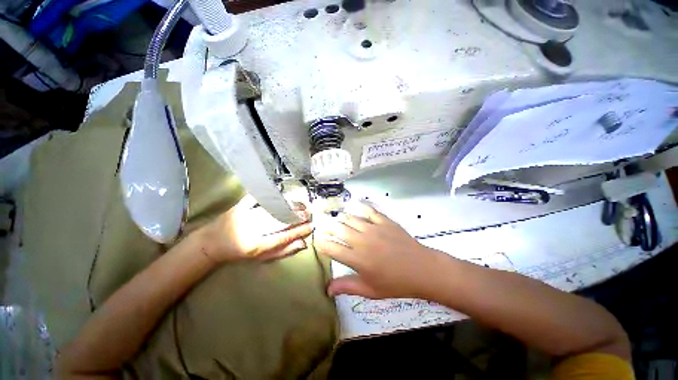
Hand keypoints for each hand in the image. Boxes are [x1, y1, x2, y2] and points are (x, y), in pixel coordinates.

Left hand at [199, 195, 312, 262]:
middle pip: (280, 221)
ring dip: (289, 207)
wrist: (211, 244)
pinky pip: (257, 199)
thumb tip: (303, 243)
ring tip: (301, 206)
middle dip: (297, 217)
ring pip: (273, 210)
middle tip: (309, 214)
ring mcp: (245, 216)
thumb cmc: (239, 254)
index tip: (311, 226)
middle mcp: (252, 230)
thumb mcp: (262, 258)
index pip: (284, 236)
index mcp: (257, 245)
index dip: (300, 231)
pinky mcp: (239, 206)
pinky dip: (270, 196)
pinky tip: (282, 195)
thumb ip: (283, 251)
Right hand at [315, 202, 444, 298]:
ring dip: (342, 218)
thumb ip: (347, 287)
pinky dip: (361, 207)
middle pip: (338, 229)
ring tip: (337, 218)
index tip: (317, 241)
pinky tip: (356, 205)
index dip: (322, 244)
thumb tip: (327, 290)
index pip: (332, 248)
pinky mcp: (384, 221)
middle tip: (323, 225)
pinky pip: (369, 211)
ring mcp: (373, 229)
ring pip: (351, 218)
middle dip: (327, 227)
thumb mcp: (370, 290)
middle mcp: (362, 241)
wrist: (421, 269)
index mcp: (357, 259)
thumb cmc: (395, 283)